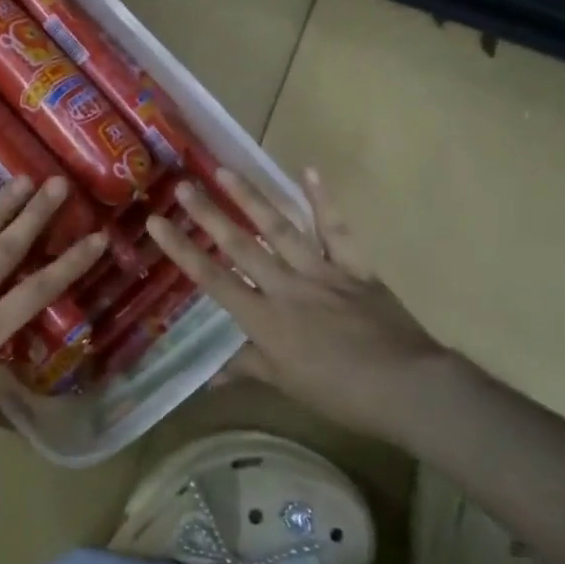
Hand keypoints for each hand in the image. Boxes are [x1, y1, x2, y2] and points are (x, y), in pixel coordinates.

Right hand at [146, 167, 456, 447]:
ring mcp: (321, 271)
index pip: (213, 279)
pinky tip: (308, 171)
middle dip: (208, 215)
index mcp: (265, 319)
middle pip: (241, 245)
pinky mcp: (354, 267)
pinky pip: (336, 230)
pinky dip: (323, 201)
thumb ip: (247, 368)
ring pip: (280, 229)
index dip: (182, 251)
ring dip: (252, 198)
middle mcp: (286, 287)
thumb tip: (208, 376)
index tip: (157, 223)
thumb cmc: (340, 393)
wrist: (408, 387)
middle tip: (183, 185)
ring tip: (225, 170)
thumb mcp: (287, 385)